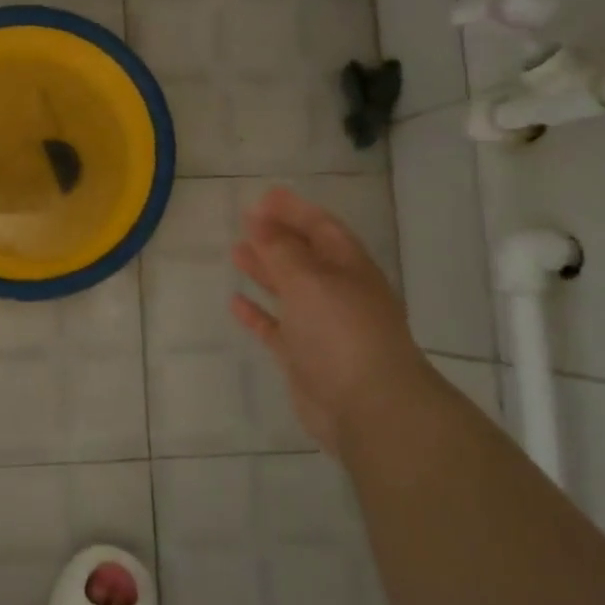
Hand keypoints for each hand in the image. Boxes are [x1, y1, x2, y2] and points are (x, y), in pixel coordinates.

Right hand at [229, 186, 427, 451]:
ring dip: (265, 270)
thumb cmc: (341, 331)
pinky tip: (235, 302)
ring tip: (236, 252)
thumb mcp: (309, 279)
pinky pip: (277, 327)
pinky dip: (258, 314)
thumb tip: (258, 220)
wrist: (369, 407)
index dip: (293, 210)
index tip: (262, 197)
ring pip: (290, 290)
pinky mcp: (305, 357)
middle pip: (305, 256)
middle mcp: (338, 292)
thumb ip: (280, 249)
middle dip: (277, 237)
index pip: (321, 227)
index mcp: (349, 267)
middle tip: (245, 220)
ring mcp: (322, 326)